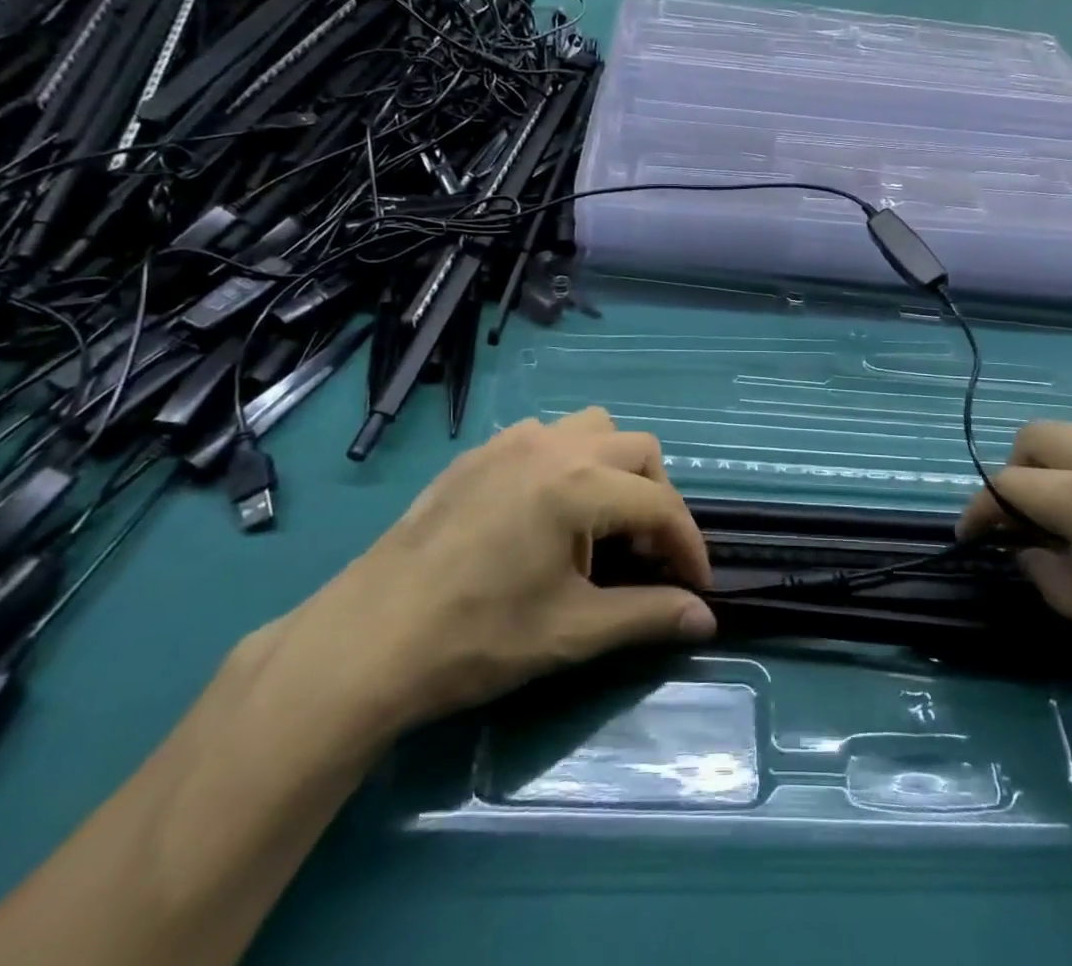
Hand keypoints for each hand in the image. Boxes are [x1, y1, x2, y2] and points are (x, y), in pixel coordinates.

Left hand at [245, 410, 715, 750]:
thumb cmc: (476, 638)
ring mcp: (509, 443)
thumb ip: (648, 616)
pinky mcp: (477, 455)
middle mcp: (551, 446)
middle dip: (656, 499)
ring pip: (591, 429)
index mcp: (578, 484)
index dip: (688, 545)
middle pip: (637, 450)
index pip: (659, 504)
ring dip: (613, 468)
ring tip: (598, 525)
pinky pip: (544, 437)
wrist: (365, 643)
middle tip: (647, 555)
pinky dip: (567, 462)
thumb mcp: (572, 631)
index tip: (696, 586)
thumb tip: (707, 620)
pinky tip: (545, 512)